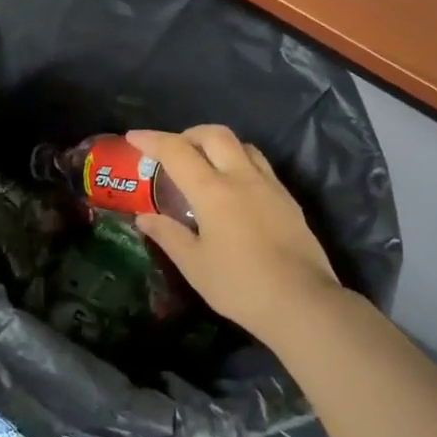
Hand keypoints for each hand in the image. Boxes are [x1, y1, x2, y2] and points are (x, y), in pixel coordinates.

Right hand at [126, 125, 342, 340]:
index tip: (133, 137)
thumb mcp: (195, 266)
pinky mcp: (288, 199)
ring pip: (241, 145)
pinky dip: (239, 162)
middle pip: (214, 134)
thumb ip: (169, 236)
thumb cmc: (241, 286)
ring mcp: (269, 185)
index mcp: (213, 191)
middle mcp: (242, 178)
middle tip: (172, 152)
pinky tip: (235, 189)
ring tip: (204, 165)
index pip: (177, 151)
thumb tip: (144, 218)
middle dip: (188, 134)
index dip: (152, 139)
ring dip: (217, 145)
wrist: (303, 302)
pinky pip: (259, 165)